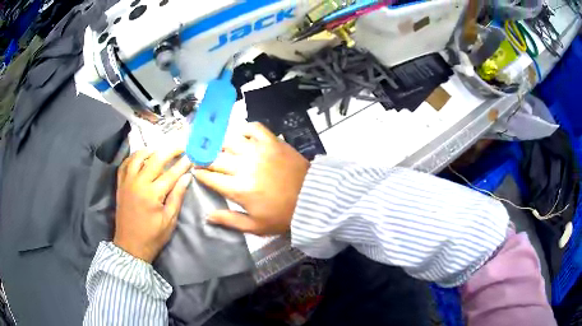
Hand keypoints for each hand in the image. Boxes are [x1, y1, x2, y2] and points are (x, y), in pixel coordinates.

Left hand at [114, 148, 192, 262]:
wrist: (130, 246)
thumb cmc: (152, 236)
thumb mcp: (169, 220)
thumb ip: (177, 197)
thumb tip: (187, 177)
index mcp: (152, 194)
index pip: (171, 174)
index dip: (183, 164)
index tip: (192, 155)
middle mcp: (138, 183)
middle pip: (155, 159)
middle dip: (170, 150)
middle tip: (180, 145)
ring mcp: (127, 182)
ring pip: (137, 157)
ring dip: (150, 150)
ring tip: (160, 149)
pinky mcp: (120, 185)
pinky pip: (125, 165)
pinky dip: (133, 157)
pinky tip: (140, 157)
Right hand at [194, 122, 309, 235]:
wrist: (312, 198)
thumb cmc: (283, 215)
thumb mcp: (255, 226)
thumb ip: (229, 220)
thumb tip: (207, 216)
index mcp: (239, 189)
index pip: (210, 177)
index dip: (200, 174)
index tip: (197, 172)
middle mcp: (245, 166)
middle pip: (215, 157)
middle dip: (204, 157)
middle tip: (200, 157)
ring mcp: (259, 151)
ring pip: (230, 139)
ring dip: (219, 142)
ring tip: (216, 145)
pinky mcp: (272, 141)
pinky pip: (254, 128)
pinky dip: (244, 128)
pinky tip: (239, 134)